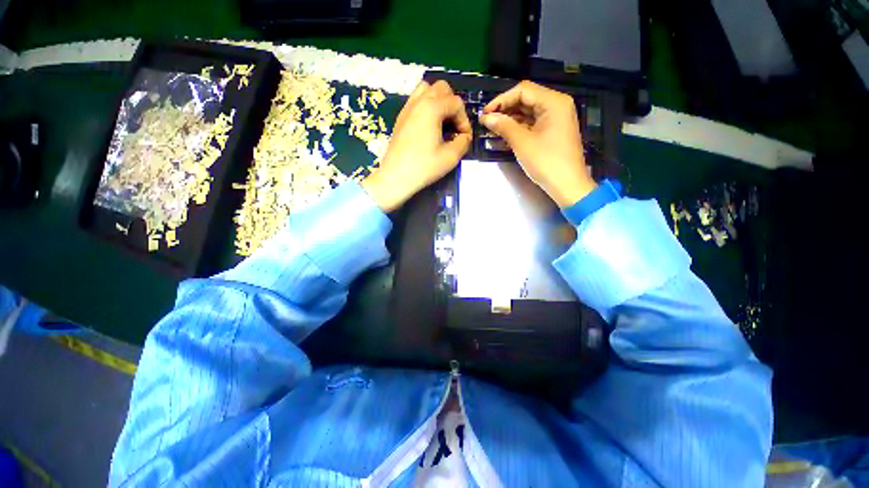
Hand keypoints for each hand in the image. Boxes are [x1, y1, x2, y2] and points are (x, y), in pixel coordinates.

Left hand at [362, 81, 471, 211]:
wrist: (395, 177)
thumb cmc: (423, 167)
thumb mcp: (450, 157)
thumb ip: (464, 142)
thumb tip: (465, 136)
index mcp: (431, 108)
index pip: (457, 103)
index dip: (464, 120)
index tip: (463, 138)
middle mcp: (418, 101)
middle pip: (442, 88)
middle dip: (453, 105)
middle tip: (454, 127)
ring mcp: (407, 108)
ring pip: (427, 90)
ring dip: (439, 102)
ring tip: (442, 122)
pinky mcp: (401, 117)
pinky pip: (416, 101)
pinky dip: (427, 107)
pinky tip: (429, 127)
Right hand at [480, 81, 596, 207]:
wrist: (567, 185)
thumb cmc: (546, 162)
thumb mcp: (522, 143)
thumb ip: (503, 126)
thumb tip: (486, 117)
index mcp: (553, 102)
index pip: (523, 91)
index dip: (501, 100)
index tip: (485, 113)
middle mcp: (557, 105)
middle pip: (526, 99)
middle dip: (505, 109)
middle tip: (487, 121)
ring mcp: (556, 118)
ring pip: (528, 112)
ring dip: (510, 119)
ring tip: (492, 128)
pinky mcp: (553, 131)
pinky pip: (533, 123)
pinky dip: (519, 127)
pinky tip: (505, 134)